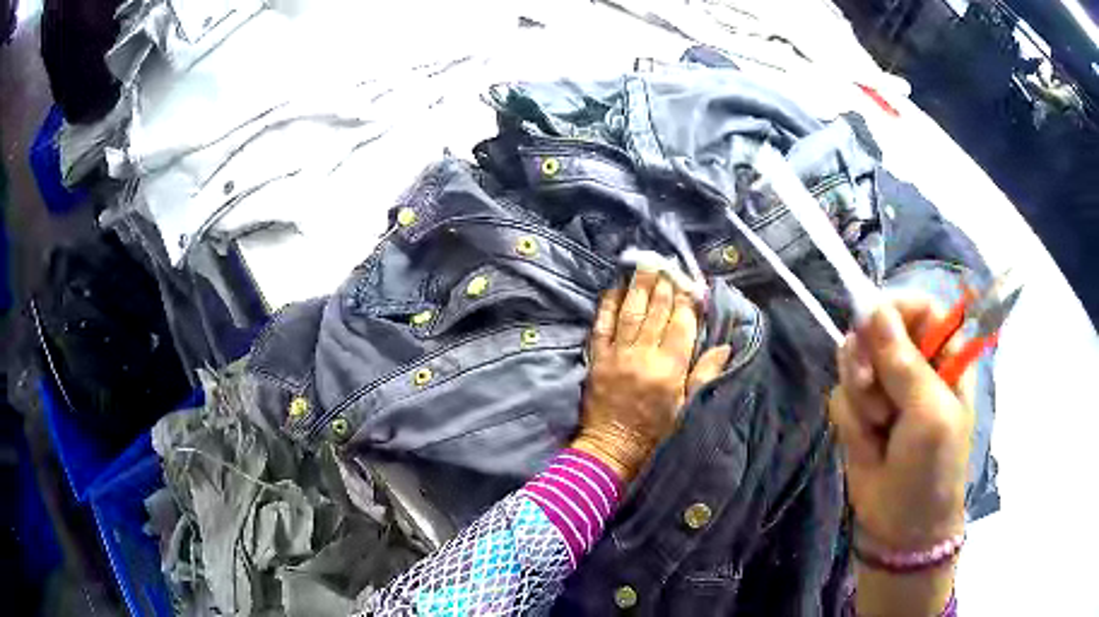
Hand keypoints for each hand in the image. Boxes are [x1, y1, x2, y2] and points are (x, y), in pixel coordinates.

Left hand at [572, 269, 731, 480]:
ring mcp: (617, 354)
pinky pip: (602, 325)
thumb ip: (705, 374)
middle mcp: (643, 355)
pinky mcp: (597, 358)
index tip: (691, 282)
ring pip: (631, 312)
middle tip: (667, 262)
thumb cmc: (656, 432)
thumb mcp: (688, 407)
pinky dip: (608, 304)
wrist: (613, 447)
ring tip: (645, 264)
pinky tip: (615, 287)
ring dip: (639, 286)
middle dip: (664, 285)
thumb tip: (725, 346)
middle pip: (656, 312)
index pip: (681, 325)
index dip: (687, 301)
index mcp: (670, 368)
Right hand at [829, 296, 973, 550]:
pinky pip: (841, 396)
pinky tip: (866, 443)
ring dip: (859, 396)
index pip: (919, 306)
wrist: (902, 527)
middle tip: (870, 386)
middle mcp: (912, 365)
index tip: (872, 323)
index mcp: (943, 356)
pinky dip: (849, 420)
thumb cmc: (932, 467)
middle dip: (868, 357)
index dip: (895, 307)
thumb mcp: (928, 413)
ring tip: (878, 428)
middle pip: (877, 329)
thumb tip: (873, 308)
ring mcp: (884, 389)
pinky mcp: (860, 414)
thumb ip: (904, 362)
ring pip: (853, 362)